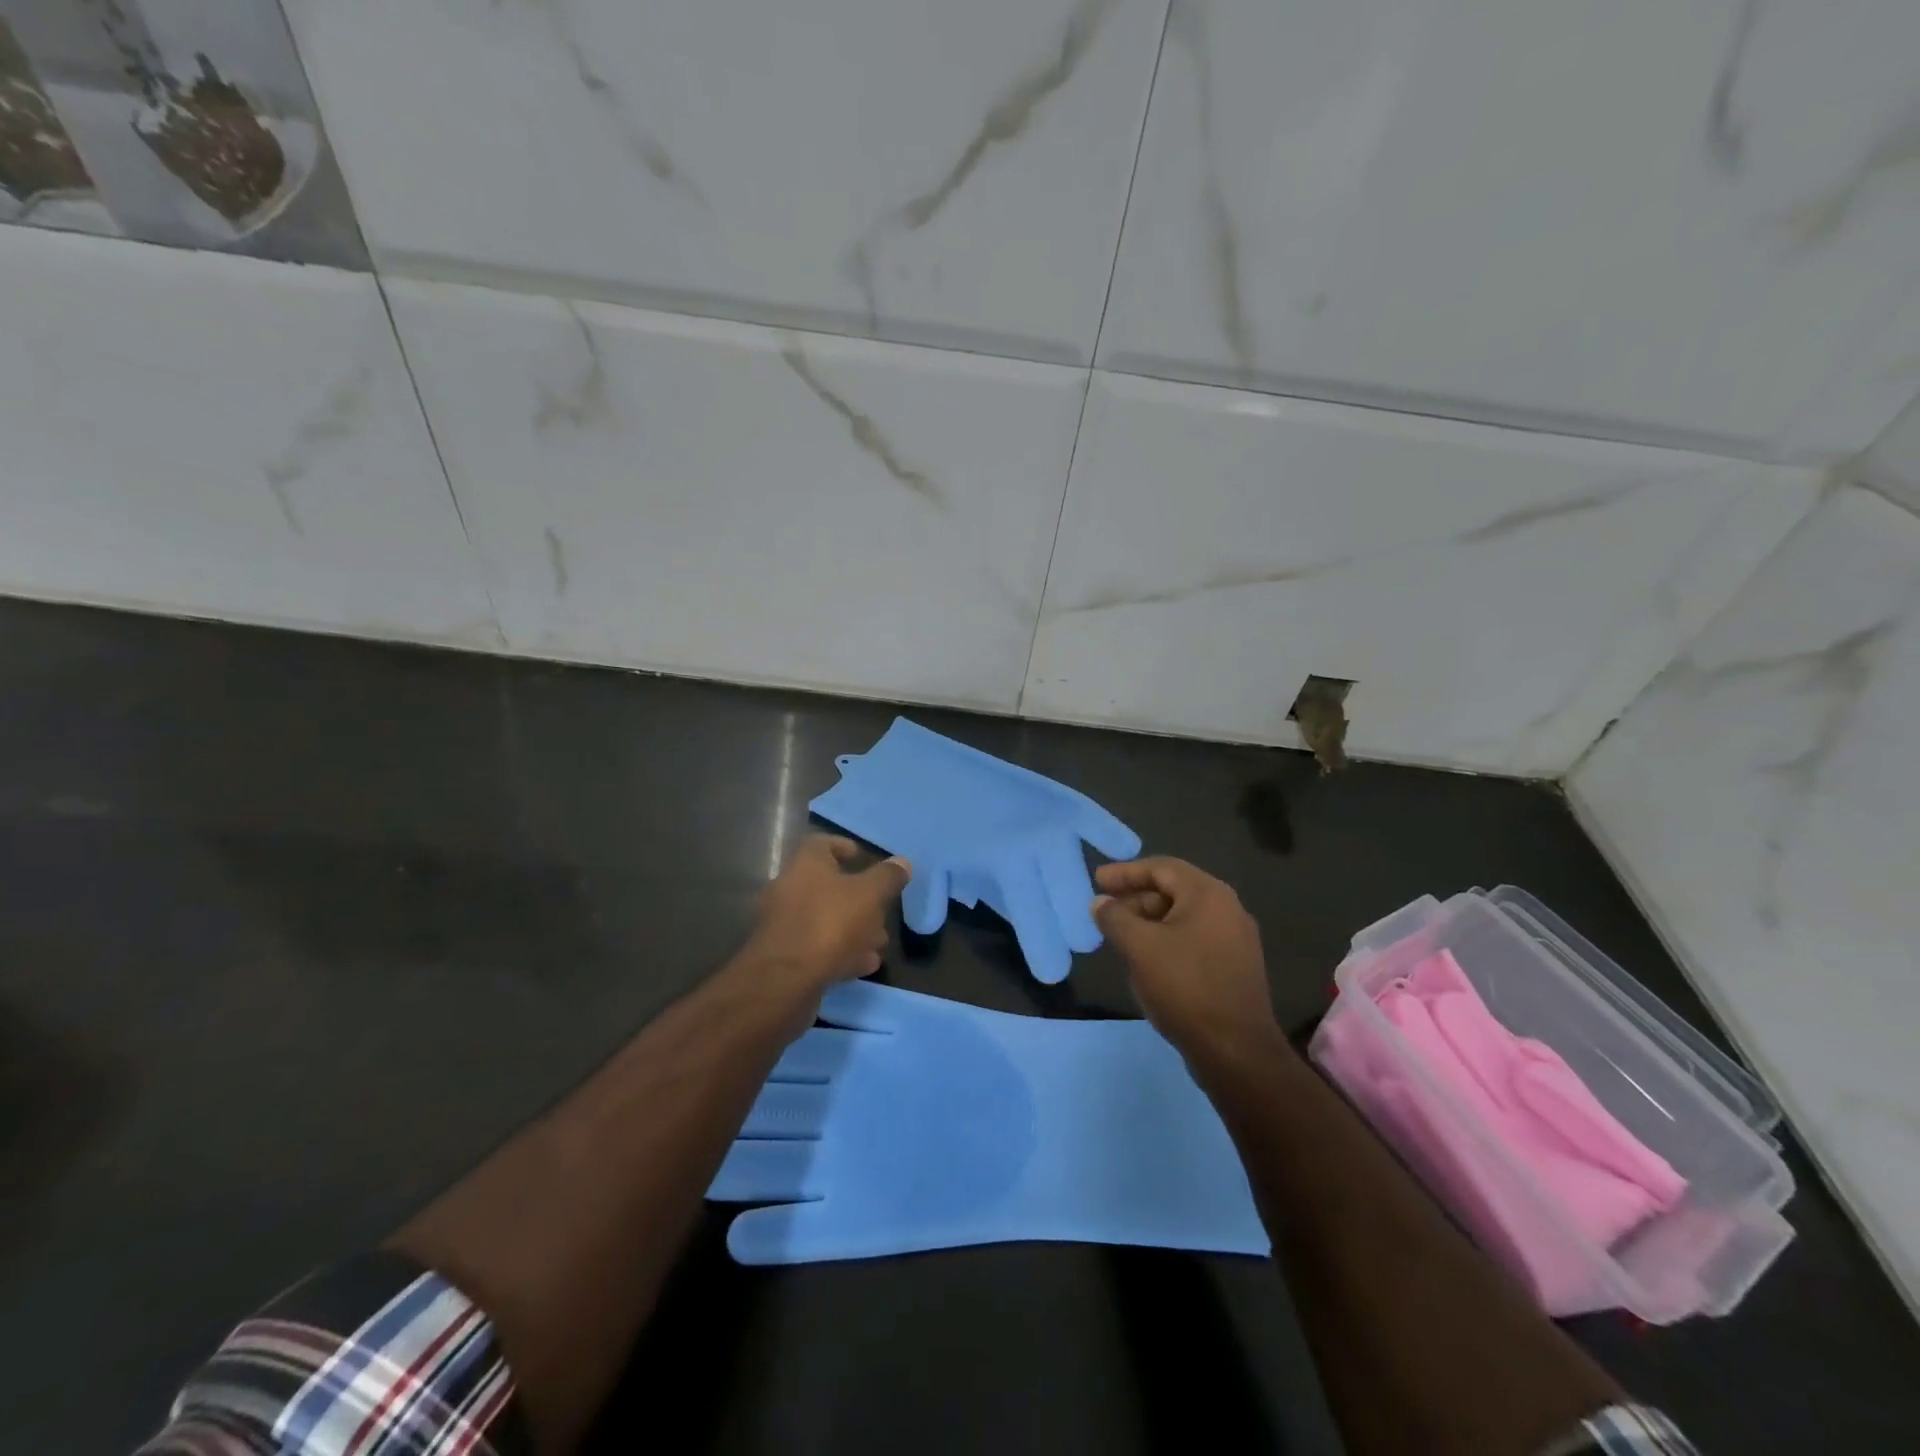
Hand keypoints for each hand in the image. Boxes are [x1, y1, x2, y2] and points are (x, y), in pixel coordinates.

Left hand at [745, 835, 910, 996]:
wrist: (785, 981)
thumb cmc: (830, 924)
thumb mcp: (870, 895)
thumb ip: (888, 877)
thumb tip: (902, 862)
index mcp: (806, 864)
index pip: (822, 843)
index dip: (844, 847)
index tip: (864, 858)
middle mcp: (789, 889)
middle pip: (827, 885)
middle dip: (858, 898)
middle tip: (882, 910)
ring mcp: (784, 925)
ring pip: (825, 919)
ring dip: (853, 929)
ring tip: (879, 943)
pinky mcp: (785, 957)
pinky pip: (818, 947)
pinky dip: (841, 952)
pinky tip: (864, 964)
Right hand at [1092, 858, 1279, 1059]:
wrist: (1236, 1050)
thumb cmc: (1185, 987)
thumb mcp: (1139, 947)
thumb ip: (1114, 918)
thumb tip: (1100, 903)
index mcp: (1208, 894)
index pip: (1161, 868)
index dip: (1125, 872)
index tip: (1096, 881)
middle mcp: (1228, 909)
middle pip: (1174, 890)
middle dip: (1135, 898)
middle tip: (1105, 911)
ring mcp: (1236, 940)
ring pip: (1183, 917)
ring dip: (1149, 921)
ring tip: (1120, 936)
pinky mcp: (1235, 967)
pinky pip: (1195, 940)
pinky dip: (1167, 940)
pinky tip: (1146, 960)